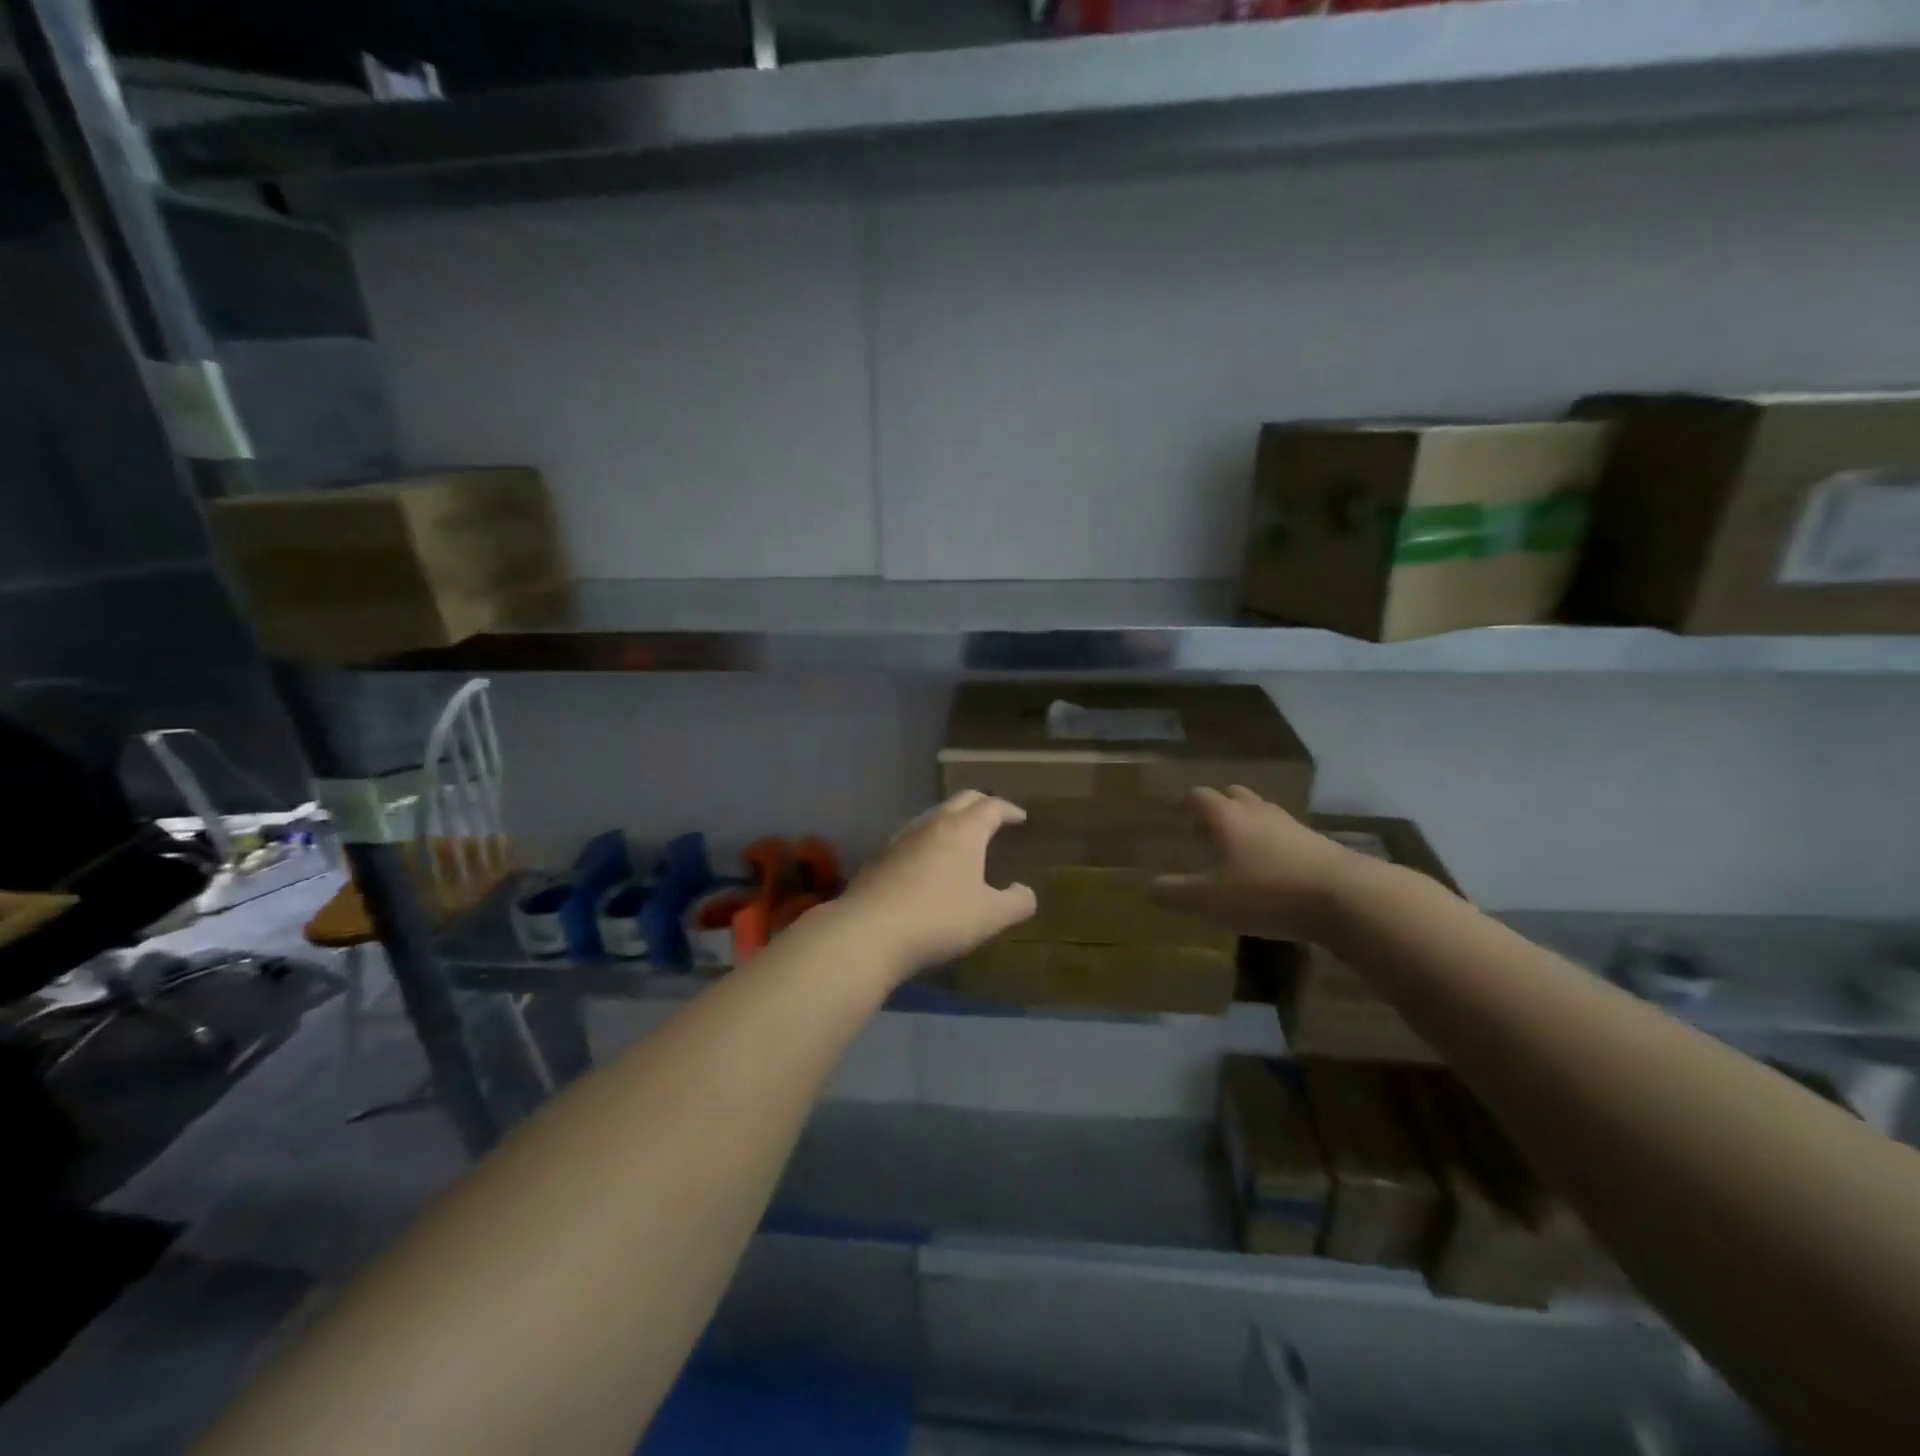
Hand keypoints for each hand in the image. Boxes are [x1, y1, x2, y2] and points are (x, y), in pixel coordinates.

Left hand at [836, 791, 1038, 975]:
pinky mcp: (880, 857)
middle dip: (981, 804)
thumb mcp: (989, 917)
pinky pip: (913, 837)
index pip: (991, 807)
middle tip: (994, 817)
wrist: (869, 931)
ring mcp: (902, 838)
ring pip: (933, 816)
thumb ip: (1016, 903)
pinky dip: (929, 840)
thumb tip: (1027, 892)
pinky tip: (928, 862)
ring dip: (952, 820)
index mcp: (964, 830)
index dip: (1008, 810)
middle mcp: (932, 824)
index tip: (1020, 817)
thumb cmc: (939, 918)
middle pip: (961, 801)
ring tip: (962, 838)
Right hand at [1150, 786, 1373, 943]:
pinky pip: (1286, 837)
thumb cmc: (1266, 891)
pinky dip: (1274, 846)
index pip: (1198, 796)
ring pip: (1262, 815)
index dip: (1185, 803)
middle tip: (1206, 830)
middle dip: (1218, 808)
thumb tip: (1150, 888)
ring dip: (1248, 826)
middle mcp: (1257, 812)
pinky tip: (1272, 871)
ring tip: (1238, 851)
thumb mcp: (1209, 900)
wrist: (1345, 897)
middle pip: (1234, 796)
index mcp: (1225, 816)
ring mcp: (1292, 826)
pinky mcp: (1318, 845)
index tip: (1176, 813)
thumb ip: (1175, 893)